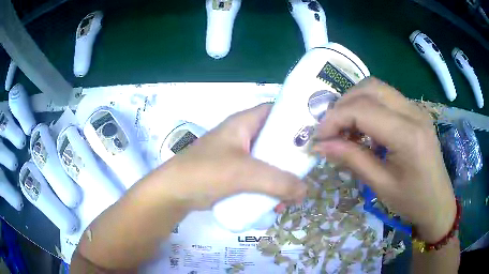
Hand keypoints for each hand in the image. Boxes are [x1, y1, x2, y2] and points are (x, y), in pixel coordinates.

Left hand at [159, 103, 306, 209]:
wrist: (174, 193)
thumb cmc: (205, 173)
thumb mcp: (244, 173)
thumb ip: (278, 182)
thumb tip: (305, 191)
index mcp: (243, 123)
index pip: (275, 110)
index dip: (295, 118)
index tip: (314, 134)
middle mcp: (242, 136)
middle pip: (275, 139)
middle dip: (291, 156)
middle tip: (306, 171)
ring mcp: (238, 156)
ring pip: (268, 161)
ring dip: (281, 177)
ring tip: (291, 196)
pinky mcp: (234, 174)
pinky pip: (258, 177)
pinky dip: (268, 188)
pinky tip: (275, 204)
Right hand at [313, 78, 455, 241]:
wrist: (438, 202)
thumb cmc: (412, 201)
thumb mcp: (381, 185)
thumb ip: (352, 160)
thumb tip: (320, 146)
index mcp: (407, 135)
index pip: (362, 110)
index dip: (334, 119)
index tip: (318, 138)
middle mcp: (413, 112)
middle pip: (369, 88)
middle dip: (343, 105)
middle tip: (330, 130)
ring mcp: (416, 109)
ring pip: (377, 88)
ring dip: (355, 102)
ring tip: (345, 128)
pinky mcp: (415, 112)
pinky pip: (386, 97)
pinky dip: (368, 106)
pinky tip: (364, 129)